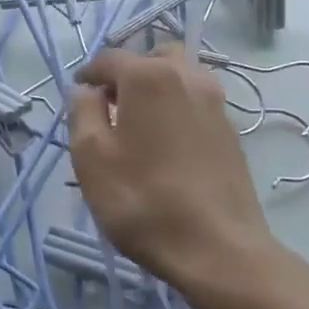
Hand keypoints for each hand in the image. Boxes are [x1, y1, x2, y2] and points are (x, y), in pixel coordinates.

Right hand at [67, 44, 286, 294]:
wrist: (218, 249)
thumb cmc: (142, 200)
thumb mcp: (90, 156)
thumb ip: (82, 111)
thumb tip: (85, 90)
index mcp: (148, 76)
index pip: (109, 58)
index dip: (88, 76)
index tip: (77, 99)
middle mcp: (187, 76)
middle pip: (151, 59)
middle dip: (127, 76)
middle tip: (110, 109)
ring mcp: (215, 102)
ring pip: (179, 78)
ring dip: (155, 91)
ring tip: (138, 128)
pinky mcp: (231, 131)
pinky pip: (195, 103)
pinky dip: (176, 110)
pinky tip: (165, 147)